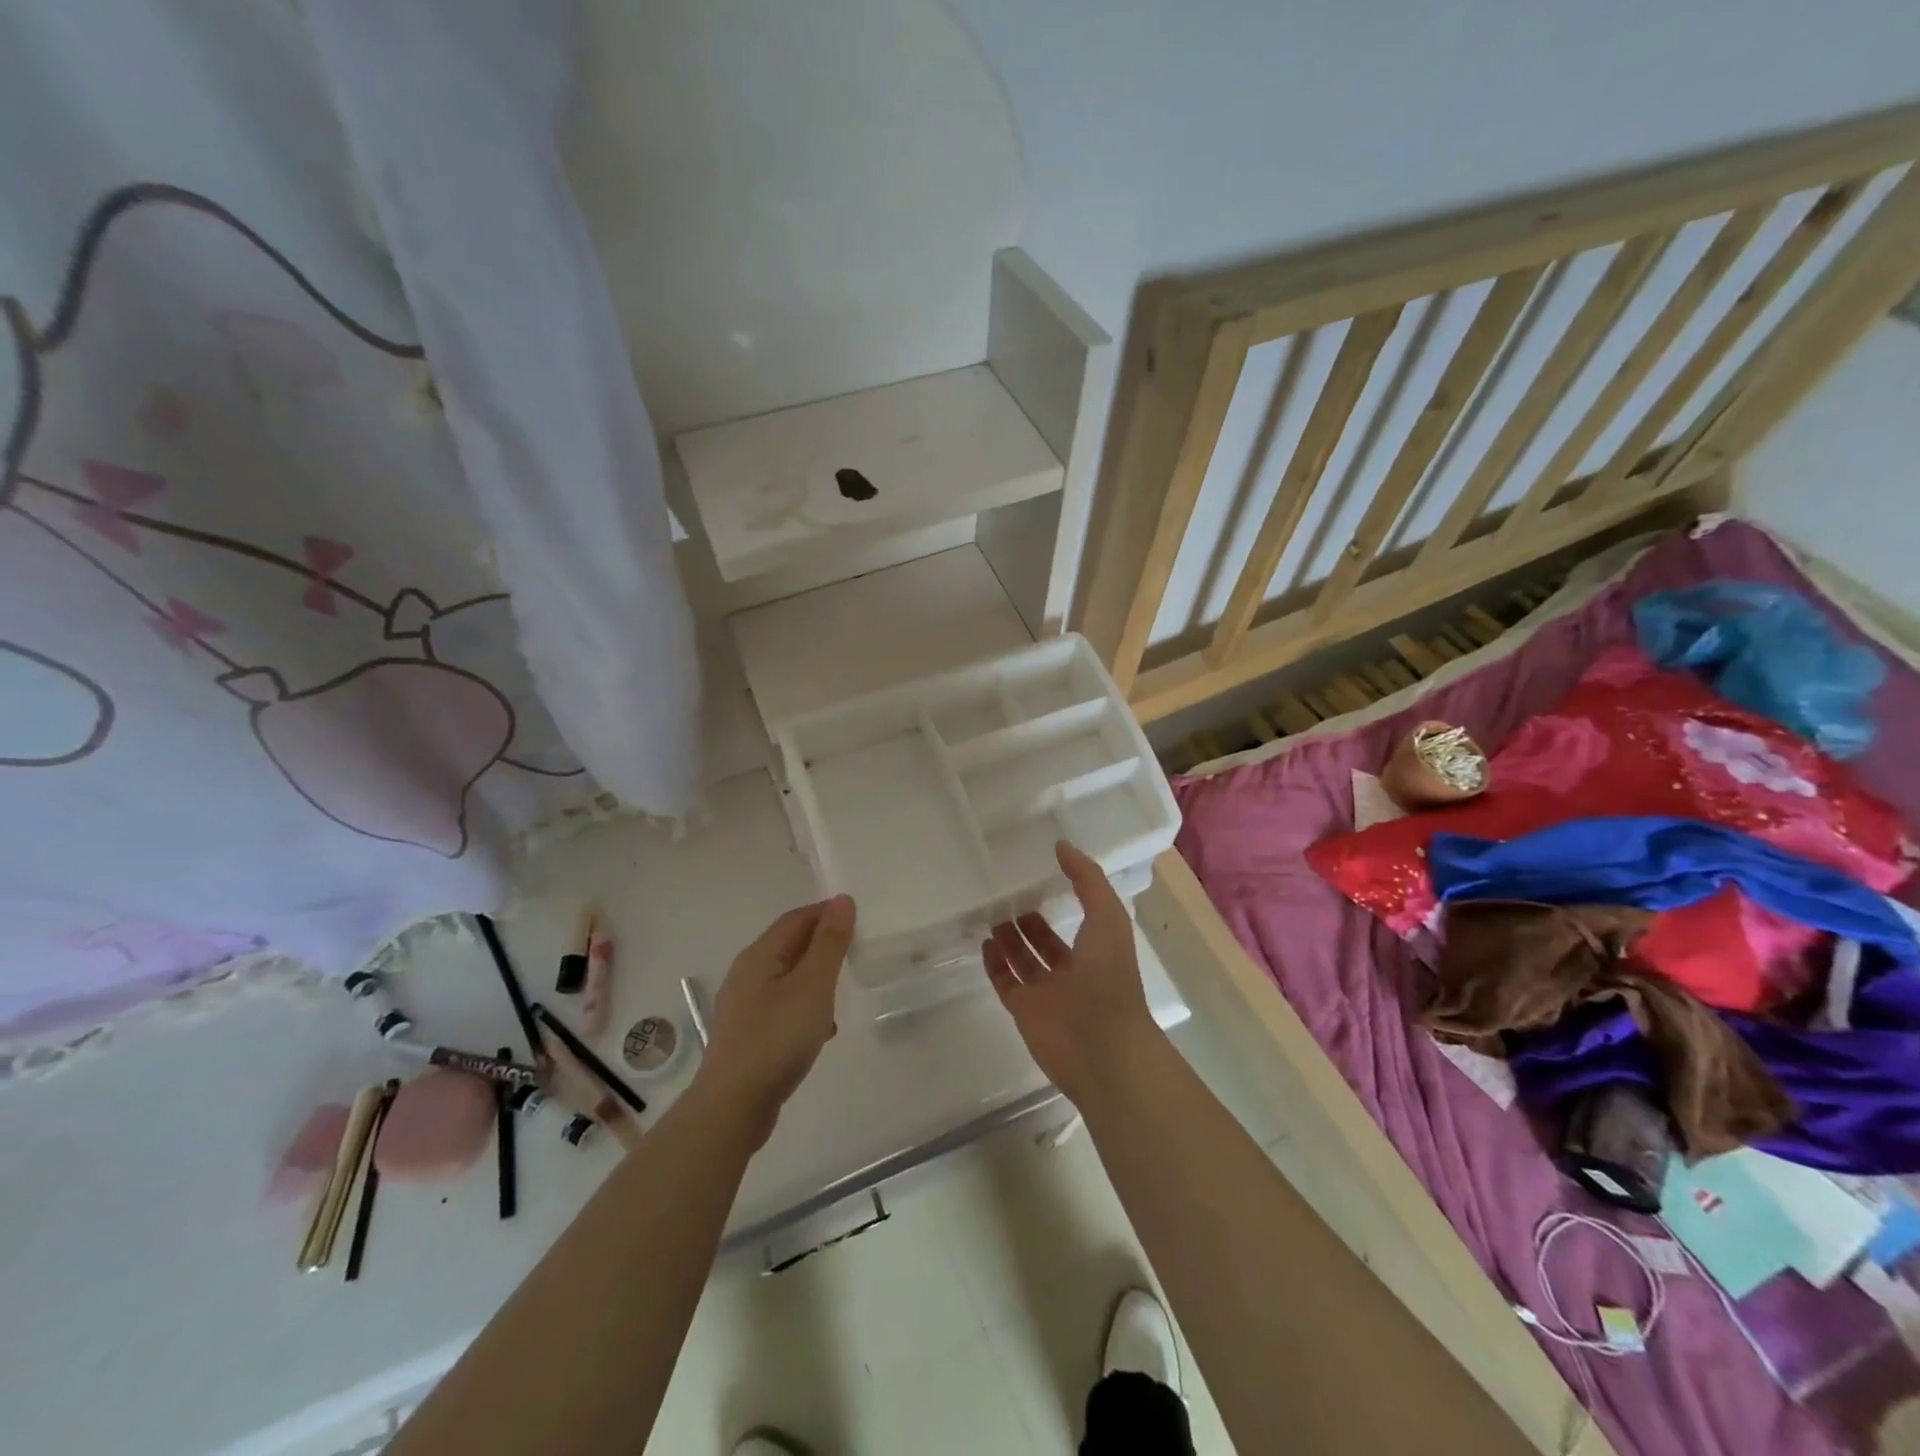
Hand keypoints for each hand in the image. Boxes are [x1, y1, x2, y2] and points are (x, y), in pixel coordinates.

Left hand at [694, 896, 855, 1144]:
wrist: (733, 1106)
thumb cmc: (777, 1038)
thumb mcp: (813, 986)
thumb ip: (829, 943)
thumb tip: (842, 900)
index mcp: (760, 955)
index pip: (796, 918)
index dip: (827, 913)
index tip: (860, 919)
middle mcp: (747, 974)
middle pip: (789, 946)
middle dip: (823, 944)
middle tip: (857, 951)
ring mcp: (745, 1006)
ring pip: (788, 978)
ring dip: (816, 978)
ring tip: (844, 990)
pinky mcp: (748, 1034)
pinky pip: (782, 1007)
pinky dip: (805, 1007)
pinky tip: (822, 1030)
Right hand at [983, 842, 1163, 1101]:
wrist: (1101, 1047)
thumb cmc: (1109, 977)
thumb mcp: (1107, 917)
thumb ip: (1087, 879)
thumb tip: (1061, 846)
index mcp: (1097, 949)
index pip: (1077, 918)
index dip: (1062, 897)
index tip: (1039, 874)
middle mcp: (1072, 970)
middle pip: (1045, 941)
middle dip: (1029, 920)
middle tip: (1005, 895)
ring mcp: (1046, 992)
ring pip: (1023, 961)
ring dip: (1009, 939)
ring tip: (991, 913)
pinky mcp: (1024, 1010)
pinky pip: (1006, 982)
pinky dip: (995, 964)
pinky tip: (984, 943)